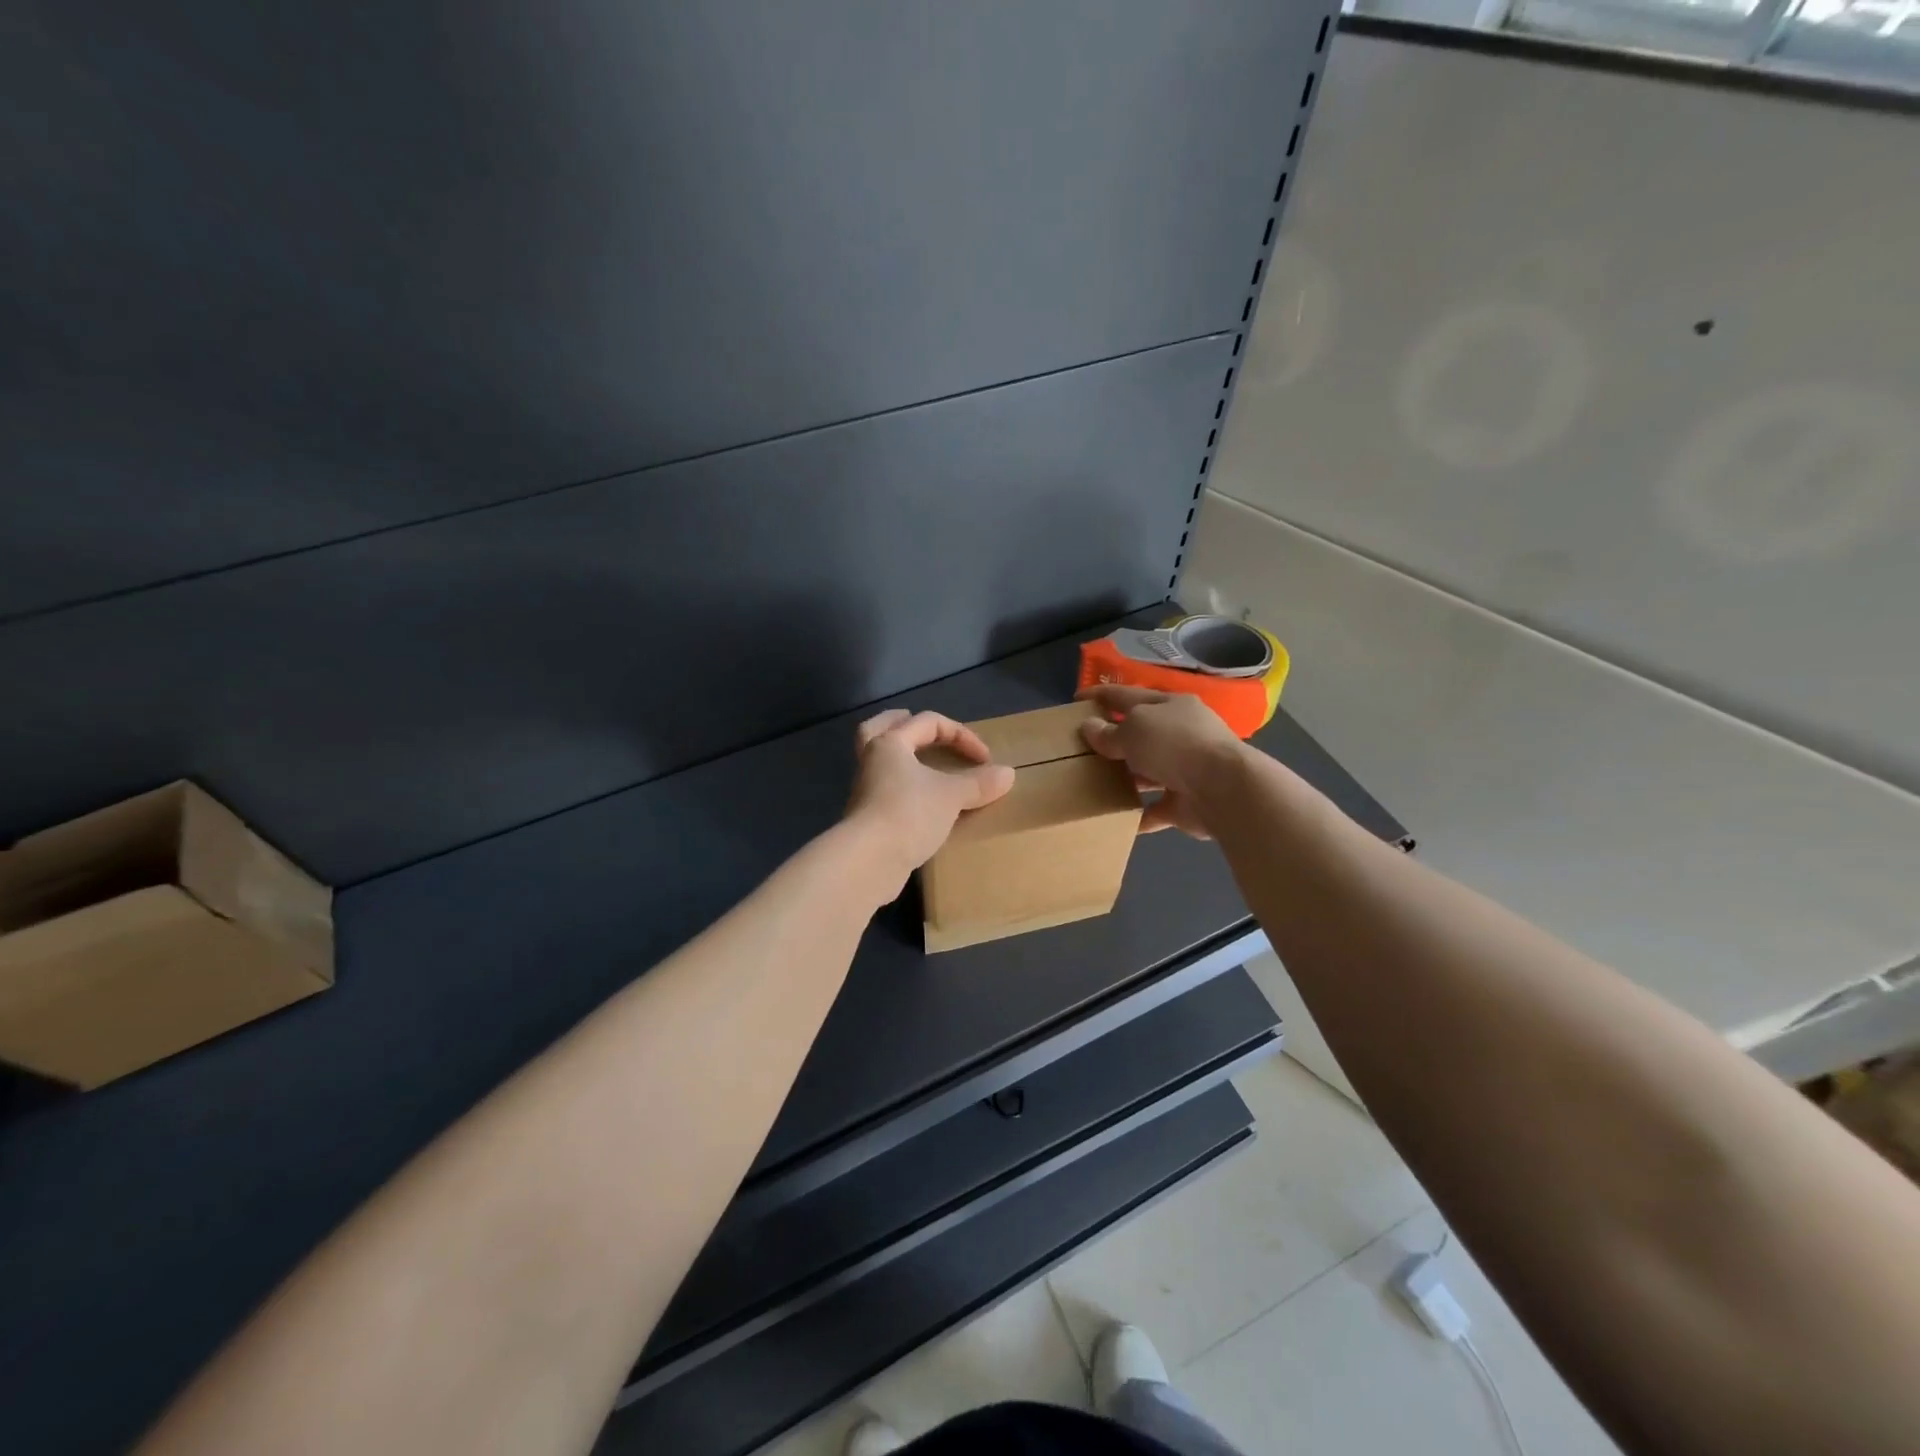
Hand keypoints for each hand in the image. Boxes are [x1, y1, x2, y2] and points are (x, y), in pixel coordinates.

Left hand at [845, 709, 1015, 891]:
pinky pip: (886, 792)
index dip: (961, 734)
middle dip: (900, 724)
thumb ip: (979, 783)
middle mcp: (872, 761)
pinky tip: (923, 803)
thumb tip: (1008, 774)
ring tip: (925, 766)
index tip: (985, 759)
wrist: (868, 861)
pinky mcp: (867, 819)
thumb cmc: (909, 814)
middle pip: (879, 729)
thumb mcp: (952, 796)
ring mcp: (866, 791)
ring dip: (902, 760)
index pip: (928, 723)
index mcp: (890, 744)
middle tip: (916, 724)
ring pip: (881, 763)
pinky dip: (904, 790)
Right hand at [1078, 686, 1246, 837]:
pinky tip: (1114, 819)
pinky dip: (1138, 814)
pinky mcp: (1185, 802)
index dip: (1100, 695)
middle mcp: (1180, 734)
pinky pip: (1155, 808)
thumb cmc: (1174, 745)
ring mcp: (1185, 769)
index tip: (1075, 700)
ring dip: (1126, 777)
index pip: (1127, 695)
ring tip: (1092, 783)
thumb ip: (1110, 732)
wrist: (1222, 789)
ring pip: (1148, 771)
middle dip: (1114, 739)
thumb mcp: (1135, 729)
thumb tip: (1089, 727)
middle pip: (1140, 733)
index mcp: (1169, 705)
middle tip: (1080, 748)